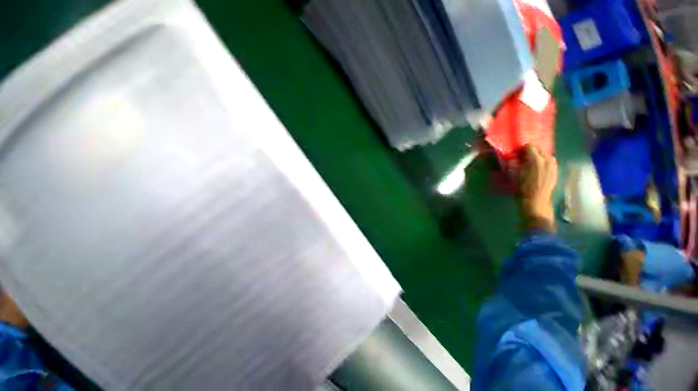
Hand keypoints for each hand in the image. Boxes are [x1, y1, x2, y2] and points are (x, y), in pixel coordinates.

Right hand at [516, 145, 557, 231]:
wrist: (536, 202)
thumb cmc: (522, 189)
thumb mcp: (515, 176)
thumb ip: (515, 164)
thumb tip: (514, 158)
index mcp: (535, 160)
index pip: (530, 147)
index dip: (521, 148)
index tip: (515, 153)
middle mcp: (547, 160)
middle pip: (539, 149)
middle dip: (530, 151)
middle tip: (522, 157)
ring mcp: (553, 166)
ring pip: (546, 154)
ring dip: (538, 156)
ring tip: (530, 162)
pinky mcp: (556, 171)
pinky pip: (550, 161)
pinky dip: (544, 161)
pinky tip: (538, 167)